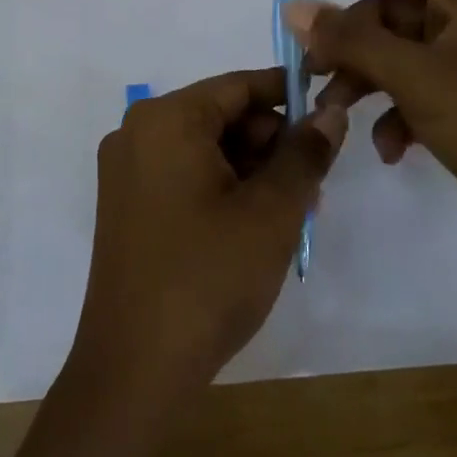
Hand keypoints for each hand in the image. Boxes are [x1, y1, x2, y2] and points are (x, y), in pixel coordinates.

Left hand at [65, 69, 346, 408]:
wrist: (134, 369)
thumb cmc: (208, 278)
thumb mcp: (271, 213)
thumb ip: (305, 154)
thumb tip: (330, 113)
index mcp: (166, 119)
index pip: (239, 86)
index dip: (288, 96)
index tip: (330, 116)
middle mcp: (137, 131)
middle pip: (220, 116)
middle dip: (270, 143)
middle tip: (314, 184)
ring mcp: (126, 169)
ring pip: (204, 147)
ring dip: (251, 170)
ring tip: (292, 212)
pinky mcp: (125, 204)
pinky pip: (183, 174)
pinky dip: (221, 187)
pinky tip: (254, 225)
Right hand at [286, 0, 456, 322]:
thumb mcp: (417, 76)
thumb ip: (351, 40)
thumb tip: (294, 8)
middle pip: (389, 13)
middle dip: (348, 41)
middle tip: (310, 69)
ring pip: (396, 57)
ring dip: (362, 82)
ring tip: (335, 114)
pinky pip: (415, 95)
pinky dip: (394, 116)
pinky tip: (389, 149)